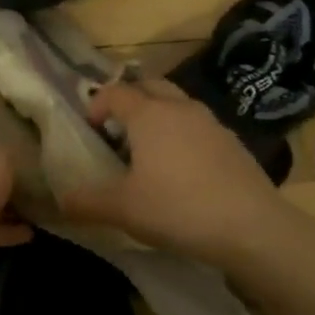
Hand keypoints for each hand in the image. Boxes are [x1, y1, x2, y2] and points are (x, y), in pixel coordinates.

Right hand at [59, 79, 281, 266]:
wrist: (252, 228)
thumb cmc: (177, 208)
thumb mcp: (122, 209)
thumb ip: (86, 202)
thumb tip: (62, 200)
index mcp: (149, 114)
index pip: (115, 92)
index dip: (96, 104)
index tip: (90, 129)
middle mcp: (180, 108)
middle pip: (149, 86)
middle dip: (130, 100)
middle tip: (118, 131)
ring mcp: (211, 123)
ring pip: (177, 104)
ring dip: (158, 116)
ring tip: (149, 150)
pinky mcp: (233, 143)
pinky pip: (198, 126)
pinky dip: (183, 135)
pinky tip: (182, 170)